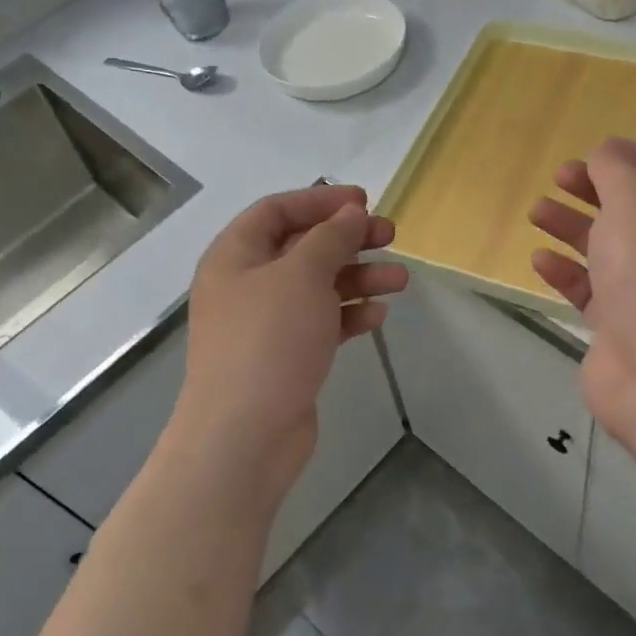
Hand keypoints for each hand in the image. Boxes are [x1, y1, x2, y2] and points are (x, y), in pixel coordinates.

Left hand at [173, 184, 407, 500]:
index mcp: (235, 255)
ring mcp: (265, 324)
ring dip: (357, 278)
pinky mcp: (286, 357)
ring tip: (400, 279)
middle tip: (390, 235)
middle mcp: (246, 284)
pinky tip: (378, 315)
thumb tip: (350, 213)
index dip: (319, 200)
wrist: (245, 435)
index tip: (363, 201)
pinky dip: (348, 314)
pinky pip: (321, 323)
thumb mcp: (301, 275)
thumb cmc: (268, 340)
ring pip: (317, 287)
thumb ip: (330, 238)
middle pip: (302, 248)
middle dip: (347, 240)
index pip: (276, 210)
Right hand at [528, 138, 635, 462]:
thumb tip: (605, 154)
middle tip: (557, 178)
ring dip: (572, 228)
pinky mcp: (623, 326)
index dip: (631, 157)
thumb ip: (615, 172)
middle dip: (595, 190)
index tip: (591, 152)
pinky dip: (567, 272)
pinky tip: (539, 260)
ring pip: (609, 249)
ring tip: (536, 212)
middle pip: (635, 209)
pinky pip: (592, 289)